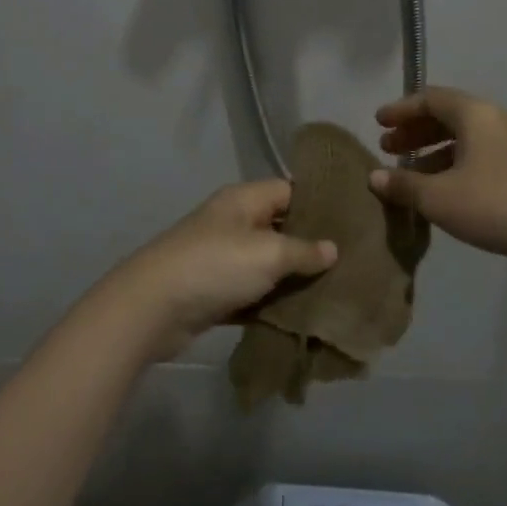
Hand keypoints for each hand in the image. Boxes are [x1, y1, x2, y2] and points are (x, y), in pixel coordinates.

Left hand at [106, 181, 336, 360]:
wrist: (153, 308)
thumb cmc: (215, 266)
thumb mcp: (267, 253)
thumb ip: (303, 250)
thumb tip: (332, 248)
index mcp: (244, 200)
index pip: (289, 190)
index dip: (320, 202)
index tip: (353, 220)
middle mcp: (233, 223)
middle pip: (280, 227)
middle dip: (312, 245)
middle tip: (352, 260)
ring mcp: (222, 258)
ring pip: (268, 264)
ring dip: (294, 278)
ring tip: (337, 289)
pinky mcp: (216, 292)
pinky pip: (253, 293)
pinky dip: (273, 303)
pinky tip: (303, 315)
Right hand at [370, 87, 506, 271]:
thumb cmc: (496, 203)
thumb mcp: (439, 197)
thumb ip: (403, 185)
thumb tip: (374, 177)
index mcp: (474, 115)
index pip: (430, 98)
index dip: (401, 109)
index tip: (377, 123)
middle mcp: (492, 122)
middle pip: (445, 117)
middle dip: (413, 132)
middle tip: (387, 148)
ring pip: (460, 140)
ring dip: (430, 153)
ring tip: (405, 175)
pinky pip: (473, 159)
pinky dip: (449, 168)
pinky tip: (436, 194)